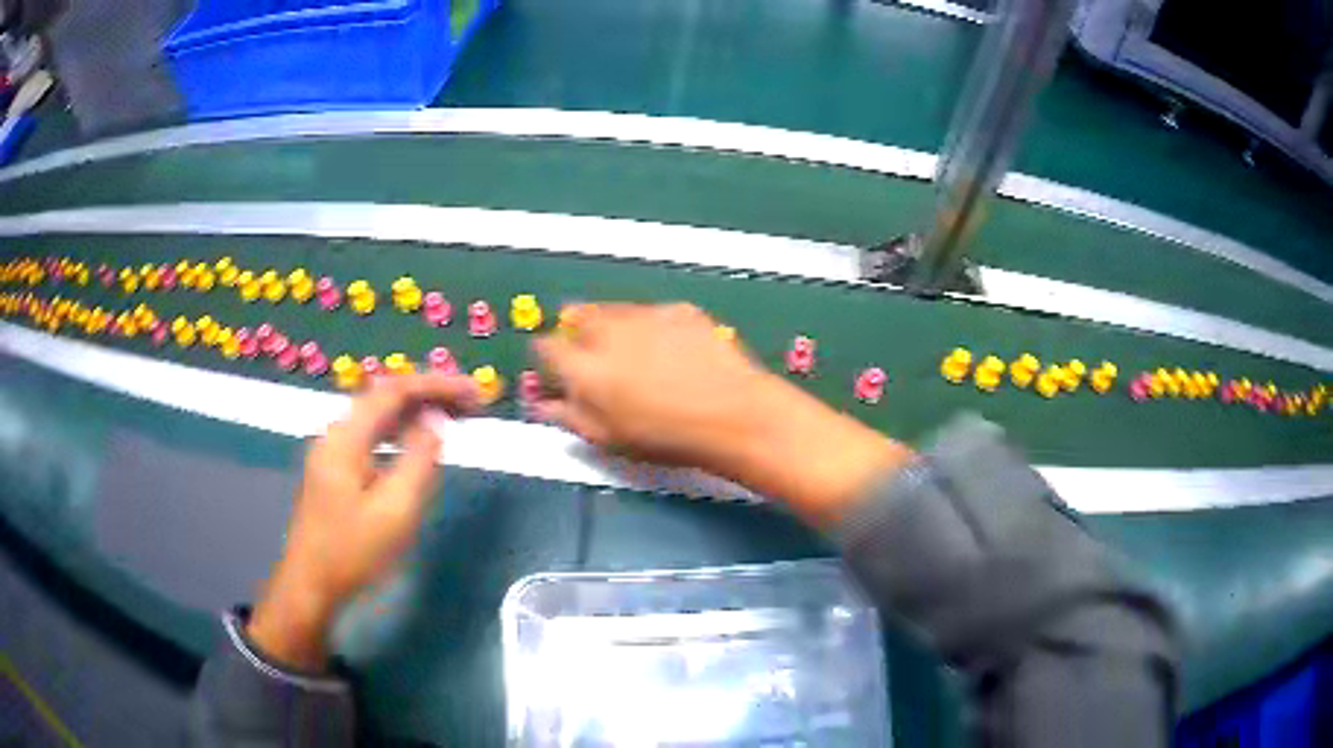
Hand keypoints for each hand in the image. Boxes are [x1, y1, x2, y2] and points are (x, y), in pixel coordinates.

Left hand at [248, 373, 479, 670]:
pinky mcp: (335, 471)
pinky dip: (400, 434)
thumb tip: (437, 420)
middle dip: (430, 395)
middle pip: (385, 399)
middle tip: (471, 404)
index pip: (394, 391)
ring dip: (416, 413)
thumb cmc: (352, 552)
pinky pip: (372, 438)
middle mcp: (336, 434)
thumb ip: (419, 460)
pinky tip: (419, 445)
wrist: (310, 585)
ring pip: (379, 419)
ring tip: (455, 417)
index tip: (473, 391)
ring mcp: (332, 452)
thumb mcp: (394, 510)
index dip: (436, 385)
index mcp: (345, 437)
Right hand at [532, 303, 913, 526]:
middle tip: (594, 357)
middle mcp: (607, 330)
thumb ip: (567, 416)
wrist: (733, 415)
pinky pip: (650, 312)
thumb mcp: (607, 439)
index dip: (548, 357)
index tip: (558, 370)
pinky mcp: (678, 310)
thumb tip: (541, 403)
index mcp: (583, 366)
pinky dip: (649, 325)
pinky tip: (670, 349)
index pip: (545, 347)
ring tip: (634, 354)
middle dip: (576, 332)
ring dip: (611, 326)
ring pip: (612, 310)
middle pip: (575, 316)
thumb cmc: (665, 438)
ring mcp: (645, 314)